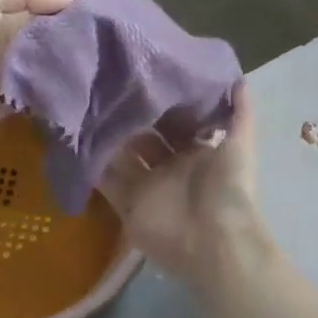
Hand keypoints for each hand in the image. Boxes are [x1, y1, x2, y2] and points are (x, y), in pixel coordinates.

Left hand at [0, 0, 99, 146]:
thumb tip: (63, 2)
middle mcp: (7, 19)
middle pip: (50, 3)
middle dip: (78, 0)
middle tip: (112, 0)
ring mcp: (15, 53)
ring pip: (56, 38)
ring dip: (80, 34)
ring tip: (113, 31)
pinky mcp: (22, 85)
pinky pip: (53, 72)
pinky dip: (72, 67)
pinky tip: (100, 62)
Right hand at [101, 80, 268, 285]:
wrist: (212, 242)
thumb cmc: (227, 189)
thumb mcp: (239, 146)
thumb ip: (240, 113)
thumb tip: (239, 78)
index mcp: (196, 151)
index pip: (175, 121)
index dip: (162, 103)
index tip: (143, 75)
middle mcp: (170, 166)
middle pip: (145, 137)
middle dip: (130, 117)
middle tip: (109, 88)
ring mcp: (147, 186)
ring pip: (122, 156)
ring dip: (108, 138)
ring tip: (87, 108)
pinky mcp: (127, 205)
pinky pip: (106, 182)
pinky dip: (93, 167)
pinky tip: (77, 142)